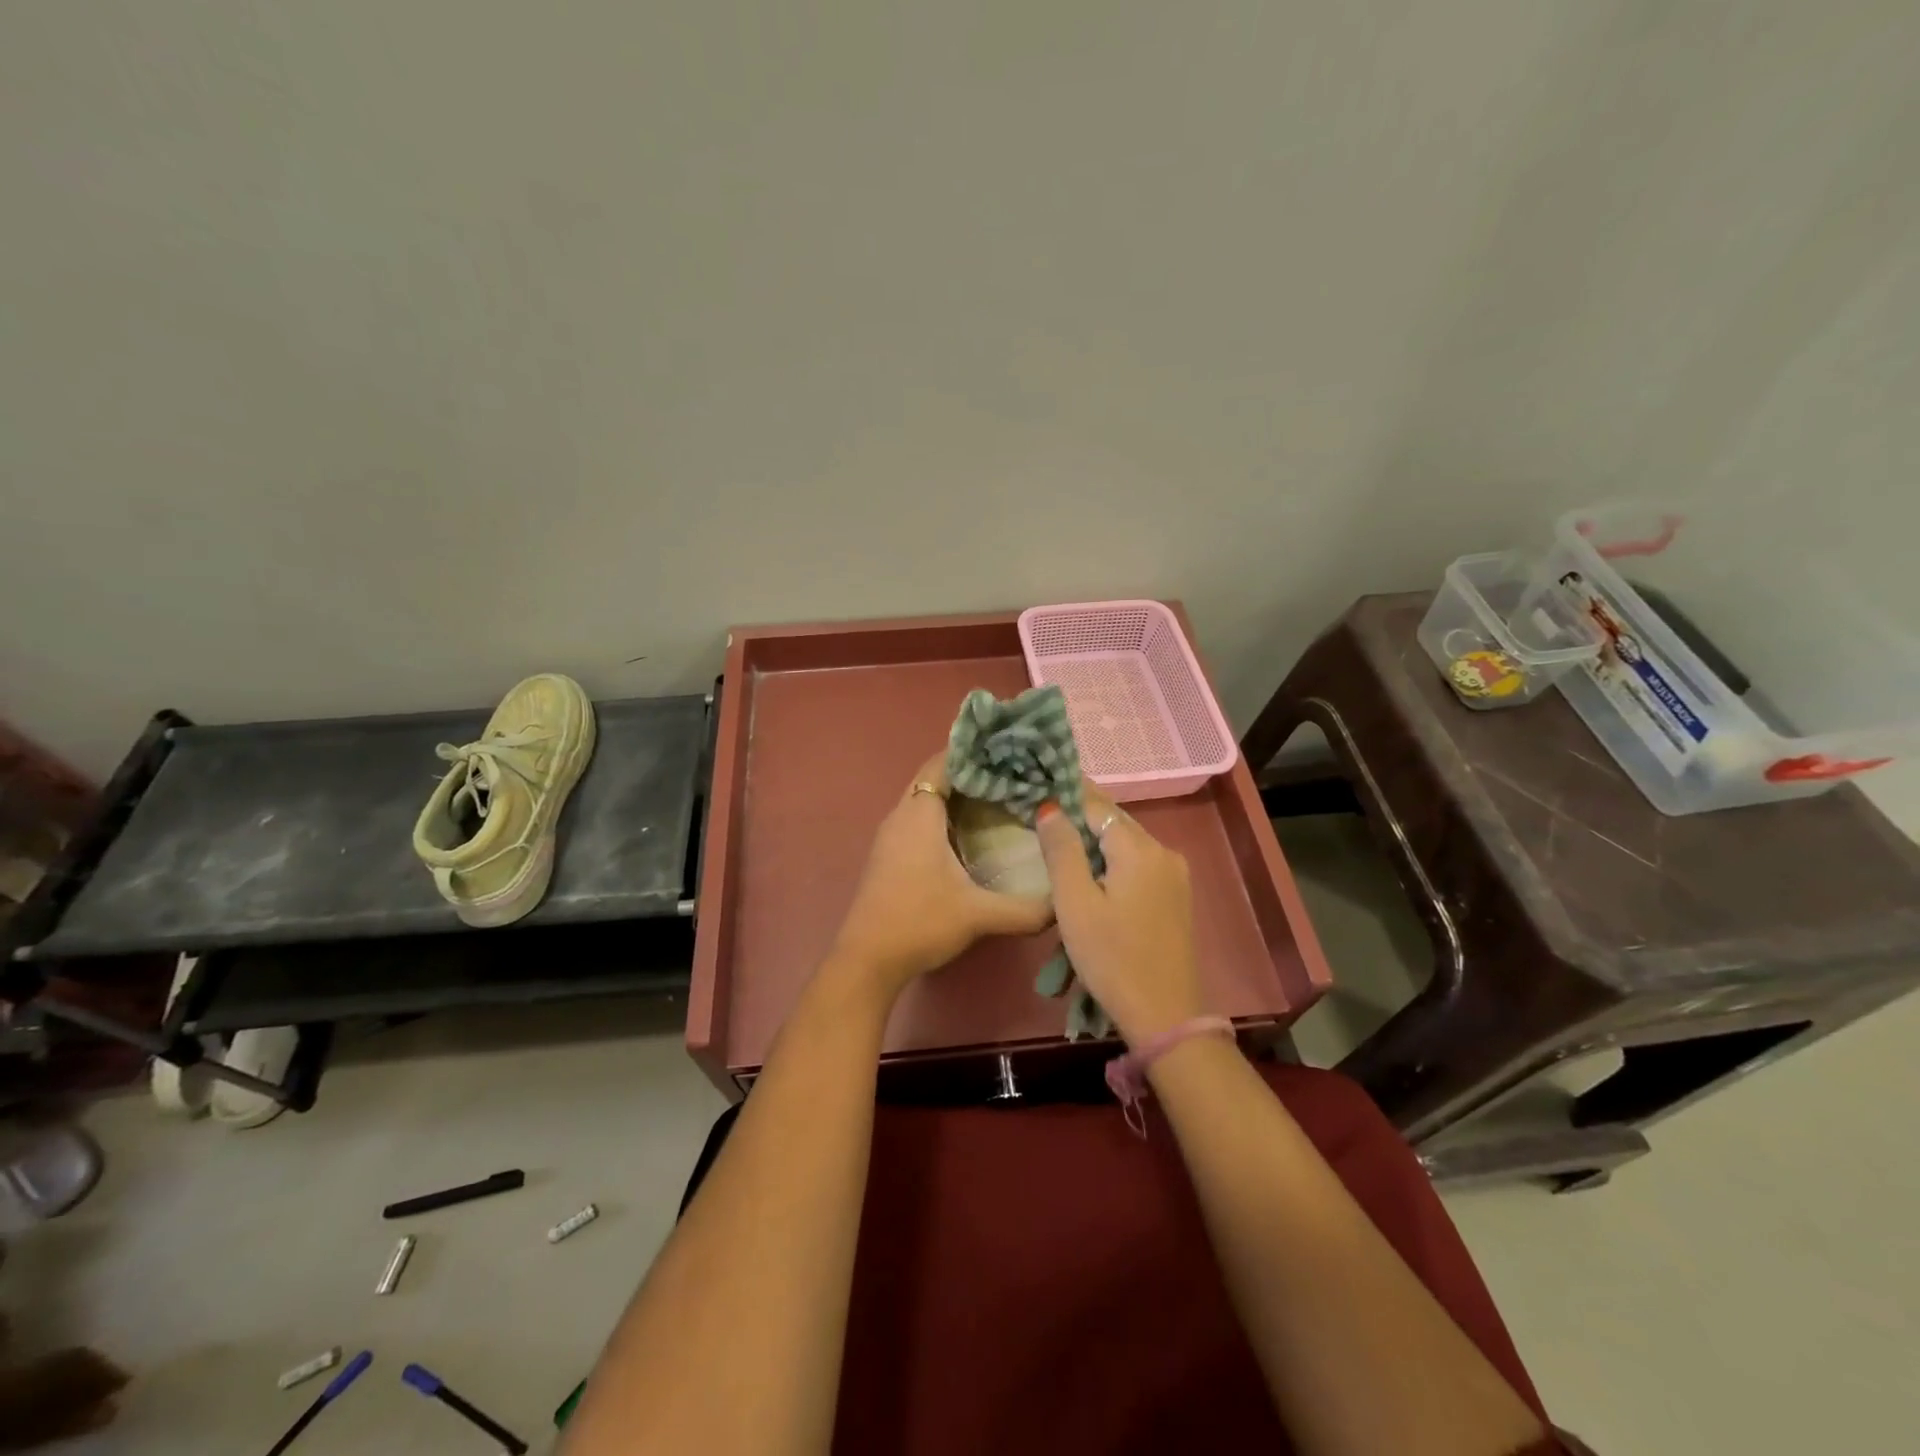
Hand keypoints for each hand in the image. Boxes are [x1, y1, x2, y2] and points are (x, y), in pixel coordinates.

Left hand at [830, 754, 1053, 994]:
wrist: (867, 961)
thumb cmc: (920, 923)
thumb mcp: (978, 915)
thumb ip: (1026, 910)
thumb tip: (1064, 905)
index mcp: (919, 815)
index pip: (943, 763)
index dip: (972, 752)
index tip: (1007, 751)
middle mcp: (901, 816)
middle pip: (933, 777)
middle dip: (968, 771)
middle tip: (1010, 773)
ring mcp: (890, 836)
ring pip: (923, 799)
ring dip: (954, 794)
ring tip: (996, 797)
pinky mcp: (888, 855)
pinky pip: (917, 819)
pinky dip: (942, 815)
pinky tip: (968, 833)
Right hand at [1035, 789, 1205, 1043]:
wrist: (1164, 1015)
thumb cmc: (1111, 958)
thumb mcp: (1074, 903)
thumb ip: (1062, 850)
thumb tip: (1050, 806)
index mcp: (1139, 849)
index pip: (1097, 805)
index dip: (1067, 795)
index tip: (1039, 789)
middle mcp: (1163, 851)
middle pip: (1114, 822)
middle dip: (1080, 817)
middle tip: (1043, 816)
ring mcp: (1175, 875)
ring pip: (1126, 843)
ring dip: (1095, 841)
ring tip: (1060, 845)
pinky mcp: (1176, 896)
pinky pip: (1138, 863)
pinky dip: (1112, 861)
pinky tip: (1091, 874)